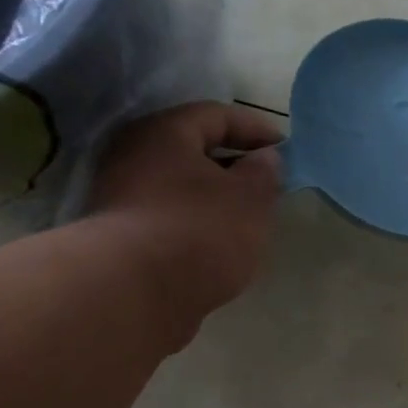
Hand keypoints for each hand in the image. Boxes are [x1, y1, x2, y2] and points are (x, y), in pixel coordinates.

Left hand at [87, 102, 283, 329]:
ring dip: (215, 197)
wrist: (135, 292)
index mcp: (164, 133)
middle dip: (234, 164)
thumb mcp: (250, 198)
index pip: (215, 115)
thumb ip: (264, 173)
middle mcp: (133, 156)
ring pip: (180, 186)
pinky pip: (169, 217)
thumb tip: (263, 158)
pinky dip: (197, 222)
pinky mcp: (121, 237)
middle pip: (192, 150)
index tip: (286, 148)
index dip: (255, 128)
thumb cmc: (201, 230)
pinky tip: (219, 244)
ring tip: (248, 218)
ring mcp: (121, 197)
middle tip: (268, 184)